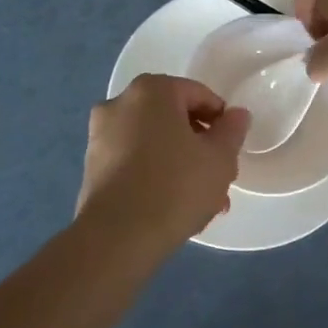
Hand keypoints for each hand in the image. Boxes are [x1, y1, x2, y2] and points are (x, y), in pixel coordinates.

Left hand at [76, 75, 250, 248]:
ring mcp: (100, 136)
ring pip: (153, 144)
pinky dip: (154, 176)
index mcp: (152, 90)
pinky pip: (133, 163)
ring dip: (179, 165)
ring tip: (201, 203)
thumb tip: (236, 115)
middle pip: (173, 119)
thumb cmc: (176, 186)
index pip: (198, 95)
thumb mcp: (219, 158)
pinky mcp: (91, 167)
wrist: (118, 236)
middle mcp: (120, 104)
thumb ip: (232, 130)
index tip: (231, 150)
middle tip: (219, 179)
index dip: (221, 121)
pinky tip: (171, 207)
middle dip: (199, 147)